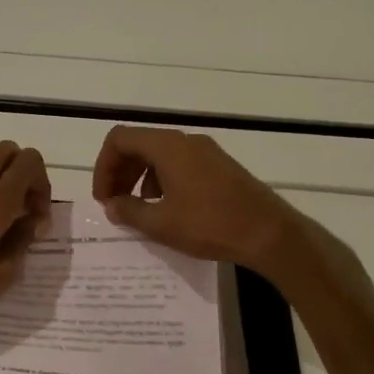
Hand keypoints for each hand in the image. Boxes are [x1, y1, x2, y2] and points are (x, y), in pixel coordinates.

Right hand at [92, 126, 325, 280]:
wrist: (269, 233)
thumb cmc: (210, 225)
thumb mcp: (161, 224)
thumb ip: (129, 211)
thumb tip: (112, 205)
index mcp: (167, 147)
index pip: (120, 139)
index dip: (104, 166)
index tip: (104, 197)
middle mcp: (185, 141)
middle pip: (139, 144)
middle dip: (120, 172)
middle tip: (114, 204)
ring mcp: (206, 152)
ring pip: (160, 155)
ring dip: (140, 178)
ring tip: (139, 209)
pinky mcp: (220, 166)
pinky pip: (179, 164)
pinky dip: (163, 180)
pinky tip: (168, 209)